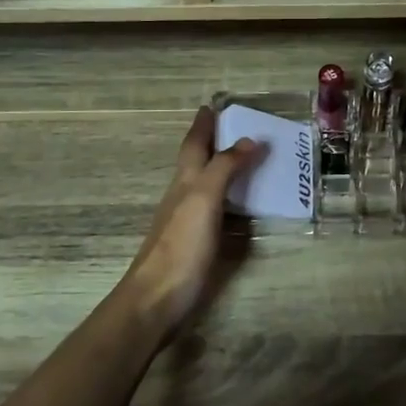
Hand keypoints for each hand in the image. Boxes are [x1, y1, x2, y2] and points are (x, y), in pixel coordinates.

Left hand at [117, 107, 263, 338]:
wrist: (157, 300)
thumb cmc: (181, 246)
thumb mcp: (204, 199)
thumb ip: (225, 168)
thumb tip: (249, 139)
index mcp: (184, 181)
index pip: (194, 144)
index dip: (203, 125)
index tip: (212, 105)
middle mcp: (183, 196)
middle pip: (197, 162)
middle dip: (213, 143)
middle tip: (238, 129)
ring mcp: (188, 222)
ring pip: (206, 186)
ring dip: (223, 170)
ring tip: (247, 161)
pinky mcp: (196, 245)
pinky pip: (216, 211)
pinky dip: (229, 200)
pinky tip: (241, 207)